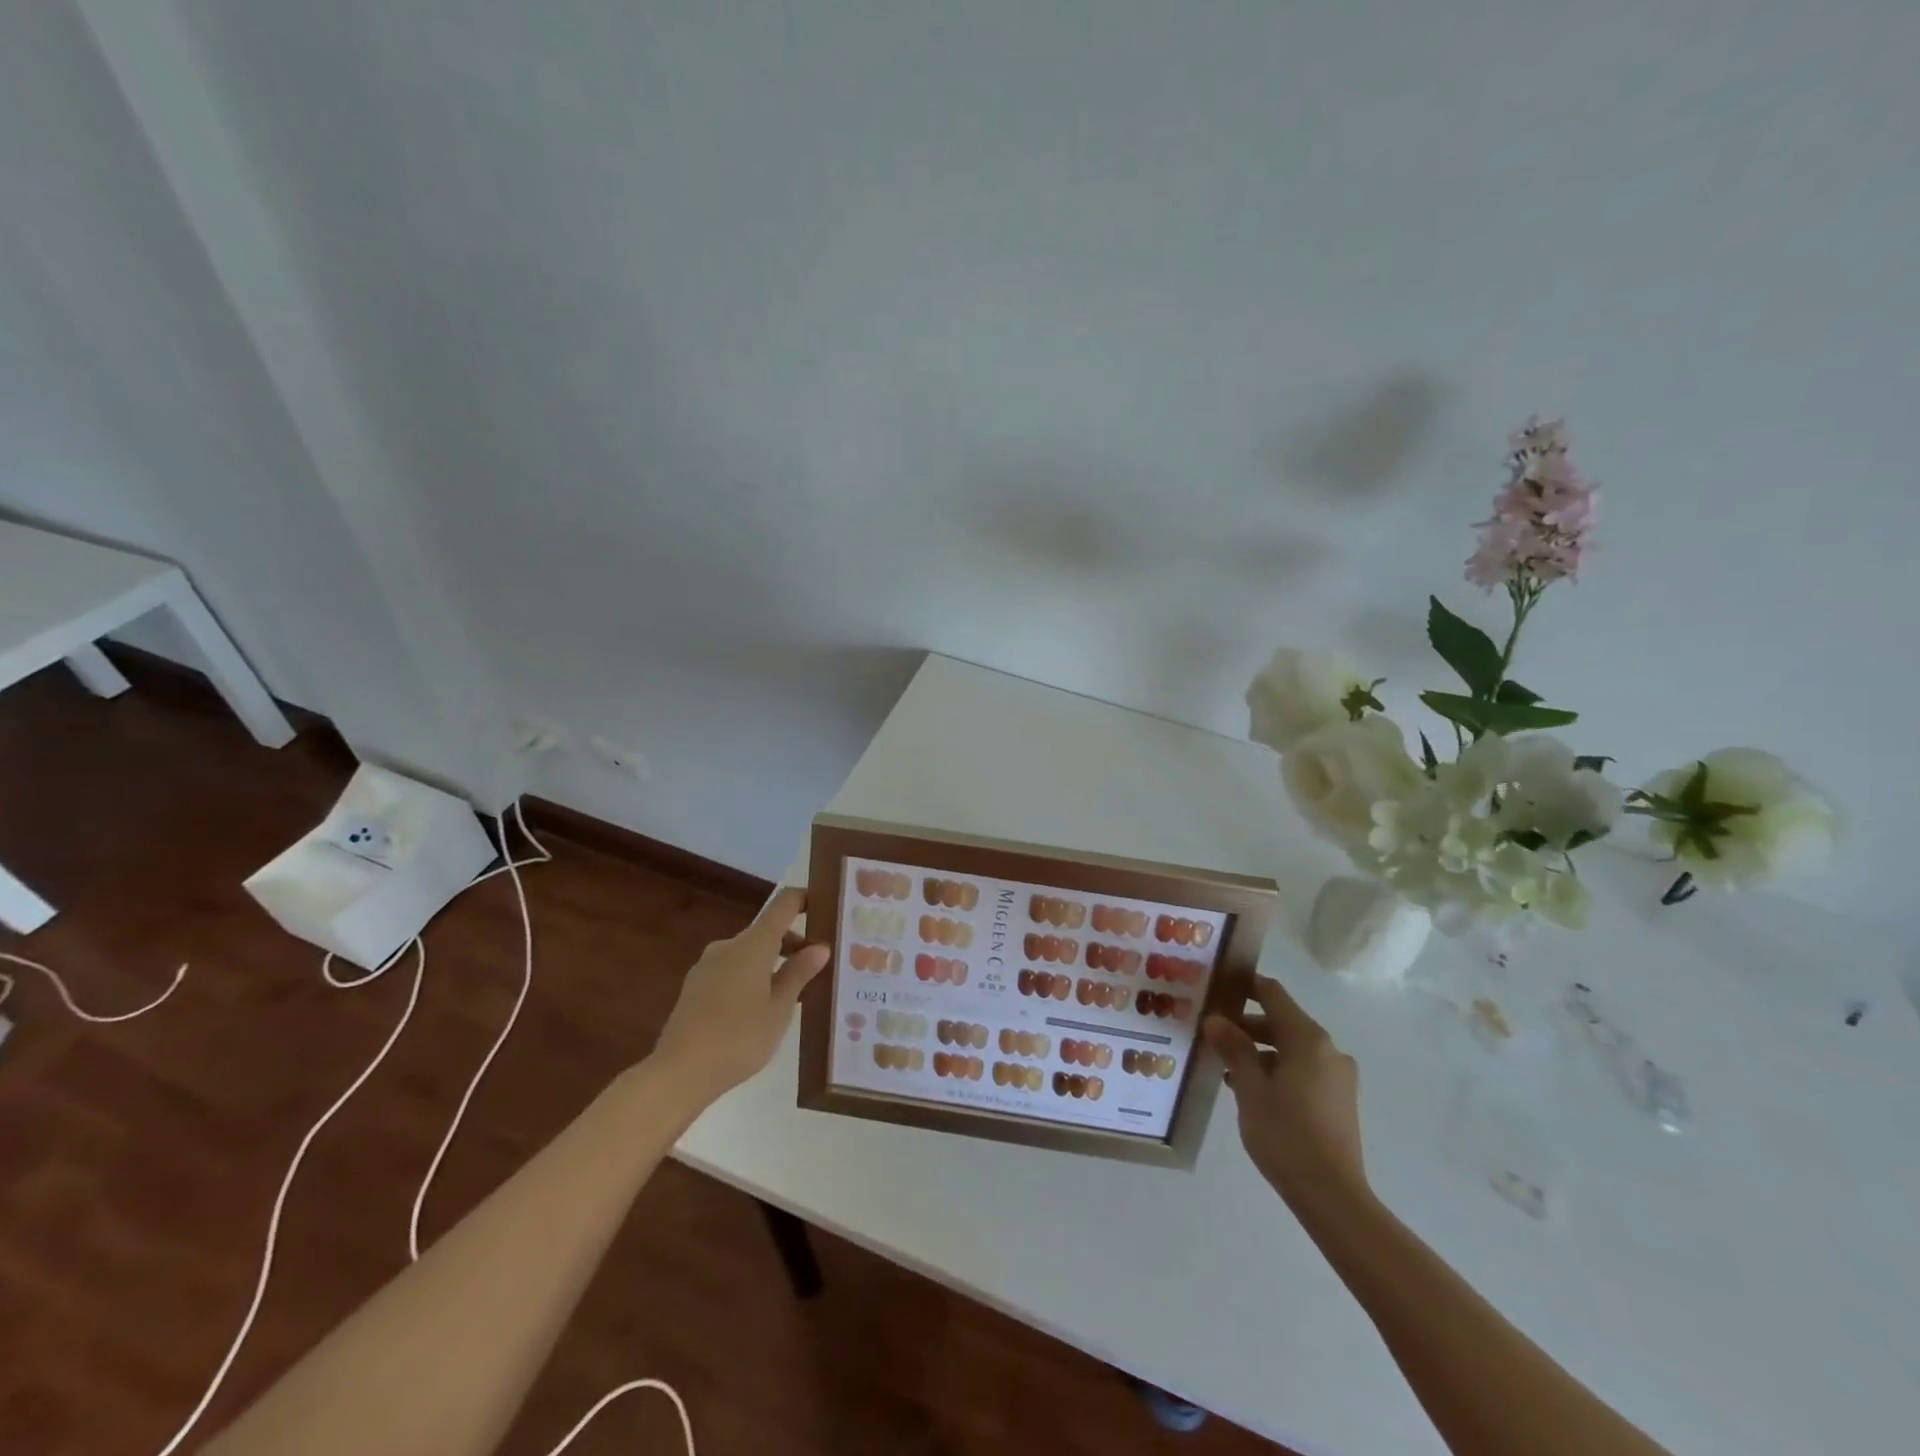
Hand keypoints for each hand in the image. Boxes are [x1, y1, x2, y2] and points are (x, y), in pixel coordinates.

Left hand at [650, 888, 829, 1103]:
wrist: (679, 1073)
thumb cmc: (739, 1038)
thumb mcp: (779, 1009)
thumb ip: (799, 973)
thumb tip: (820, 946)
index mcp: (753, 944)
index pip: (783, 904)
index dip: (805, 899)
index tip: (826, 908)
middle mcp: (728, 945)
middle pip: (767, 931)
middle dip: (793, 944)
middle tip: (818, 968)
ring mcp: (707, 965)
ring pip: (748, 953)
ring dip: (772, 963)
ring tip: (792, 994)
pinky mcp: (695, 986)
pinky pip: (731, 969)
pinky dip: (751, 976)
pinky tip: (759, 1008)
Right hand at [1204, 975, 1367, 1208]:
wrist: (1333, 1196)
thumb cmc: (1285, 1134)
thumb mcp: (1249, 1088)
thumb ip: (1233, 1048)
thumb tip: (1216, 1019)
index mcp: (1307, 1038)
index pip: (1272, 993)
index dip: (1244, 985)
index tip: (1216, 988)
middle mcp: (1328, 1049)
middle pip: (1282, 1021)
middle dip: (1246, 1024)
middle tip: (1212, 1033)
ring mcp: (1338, 1075)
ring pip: (1291, 1048)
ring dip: (1259, 1050)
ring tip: (1226, 1066)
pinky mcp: (1339, 1099)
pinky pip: (1303, 1069)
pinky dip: (1277, 1069)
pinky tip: (1251, 1090)